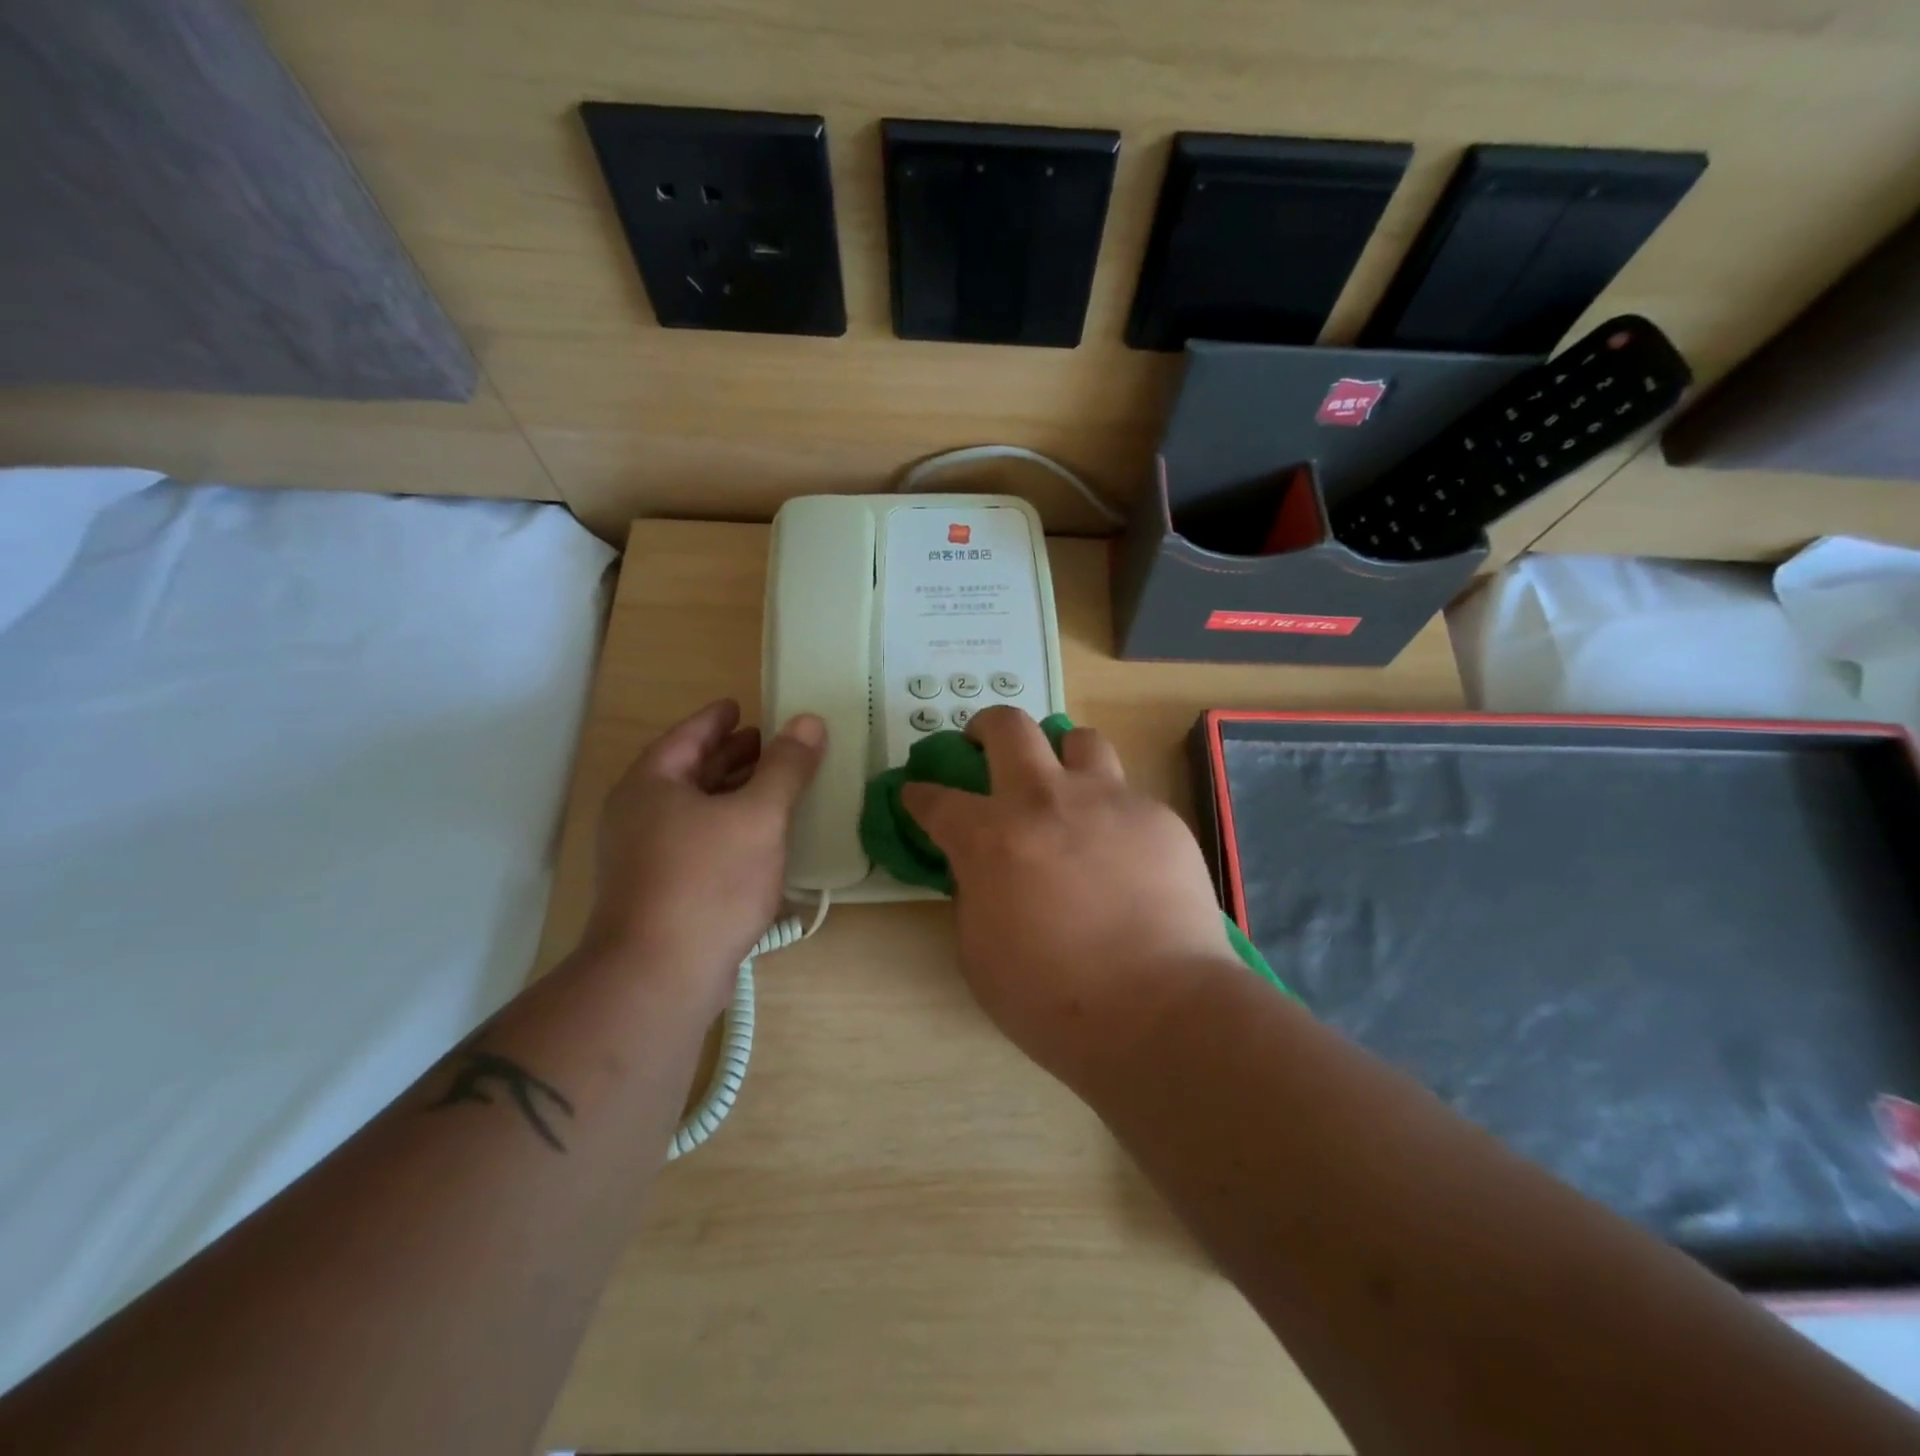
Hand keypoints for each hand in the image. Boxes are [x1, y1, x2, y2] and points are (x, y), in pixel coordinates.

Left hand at [582, 699, 823, 1010]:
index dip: (717, 719)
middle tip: (768, 744)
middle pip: (689, 772)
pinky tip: (761, 841)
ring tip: (773, 787)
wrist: (659, 977)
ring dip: (732, 795)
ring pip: (694, 811)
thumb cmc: (708, 881)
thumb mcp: (758, 815)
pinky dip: (729, 831)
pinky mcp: (659, 893)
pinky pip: (698, 844)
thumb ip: (786, 767)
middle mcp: (638, 816)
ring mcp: (644, 858)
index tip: (741, 706)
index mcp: (651, 785)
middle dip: (730, 757)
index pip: (687, 736)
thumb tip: (809, 721)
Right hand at [901, 707, 1240, 1083]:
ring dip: (1060, 755)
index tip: (916, 794)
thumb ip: (973, 894)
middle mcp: (1045, 799)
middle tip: (984, 743)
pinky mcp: (1156, 816)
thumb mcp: (979, 952)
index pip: (937, 799)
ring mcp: (1107, 800)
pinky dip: (1109, 810)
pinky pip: (1126, 793)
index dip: (919, 794)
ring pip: (1078, 739)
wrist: (1157, 1011)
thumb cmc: (1052, 998)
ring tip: (1063, 784)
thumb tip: (982, 868)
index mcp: (990, 837)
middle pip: (1008, 726)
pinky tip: (1119, 849)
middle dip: (985, 726)